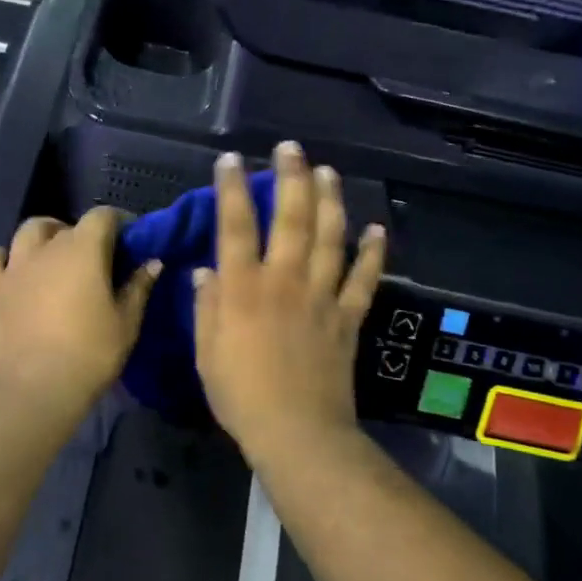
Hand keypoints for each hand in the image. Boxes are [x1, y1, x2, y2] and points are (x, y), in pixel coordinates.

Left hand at [0, 208, 160, 414]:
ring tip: (54, 257)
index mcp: (83, 249)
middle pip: (66, 225)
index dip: (119, 222)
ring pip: (27, 232)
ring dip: (44, 237)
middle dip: (83, 234)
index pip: (103, 216)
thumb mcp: (127, 323)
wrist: (36, 389)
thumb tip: (152, 262)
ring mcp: (13, 267)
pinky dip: (2, 259)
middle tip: (95, 259)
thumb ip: (139, 287)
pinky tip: (13, 272)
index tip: (130, 240)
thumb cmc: (90, 354)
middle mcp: (46, 248)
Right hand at [193, 143, 385, 466]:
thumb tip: (204, 270)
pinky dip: (373, 253)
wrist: (297, 431)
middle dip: (290, 178)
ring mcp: (322, 297)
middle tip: (290, 148)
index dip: (232, 189)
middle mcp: (285, 281)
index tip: (231, 160)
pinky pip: (364, 279)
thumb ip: (206, 306)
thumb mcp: (207, 352)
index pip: (235, 226)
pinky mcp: (348, 317)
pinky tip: (377, 229)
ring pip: (331, 238)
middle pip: (291, 219)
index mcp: (244, 289)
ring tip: (328, 171)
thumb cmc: (241, 395)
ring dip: (331, 201)